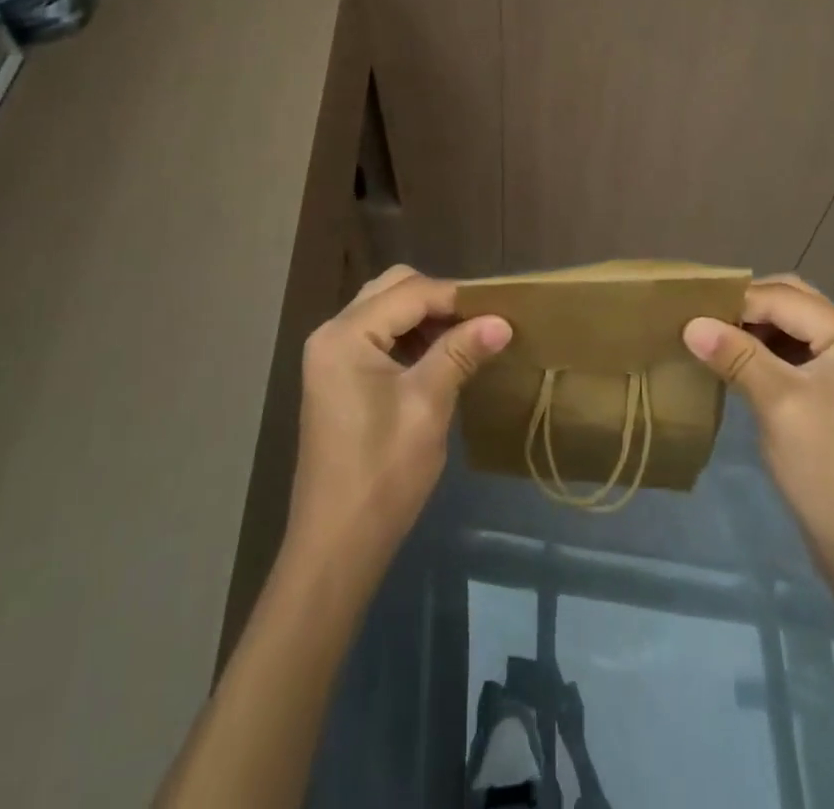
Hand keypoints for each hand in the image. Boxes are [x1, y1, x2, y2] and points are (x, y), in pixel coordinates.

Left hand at [288, 266, 510, 567]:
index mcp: (345, 334)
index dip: (457, 297)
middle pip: (393, 289)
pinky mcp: (338, 376)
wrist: (337, 544)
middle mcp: (332, 333)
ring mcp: (331, 355)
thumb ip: (461, 353)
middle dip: (439, 299)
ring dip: (425, 317)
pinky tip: (439, 357)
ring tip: (466, 338)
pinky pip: (378, 335)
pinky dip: (410, 337)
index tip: (500, 308)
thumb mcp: (427, 405)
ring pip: (386, 309)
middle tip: (480, 322)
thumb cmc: (382, 472)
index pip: (410, 292)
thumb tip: (502, 321)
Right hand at [684, 275, 833, 590]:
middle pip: (795, 302)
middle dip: (747, 309)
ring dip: (756, 328)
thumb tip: (690, 323)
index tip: (690, 310)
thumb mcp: (777, 404)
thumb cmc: (826, 471)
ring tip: (714, 340)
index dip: (736, 302)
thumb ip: (735, 355)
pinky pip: (803, 350)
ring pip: (796, 324)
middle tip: (702, 321)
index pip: (786, 299)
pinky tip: (739, 362)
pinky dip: (770, 350)